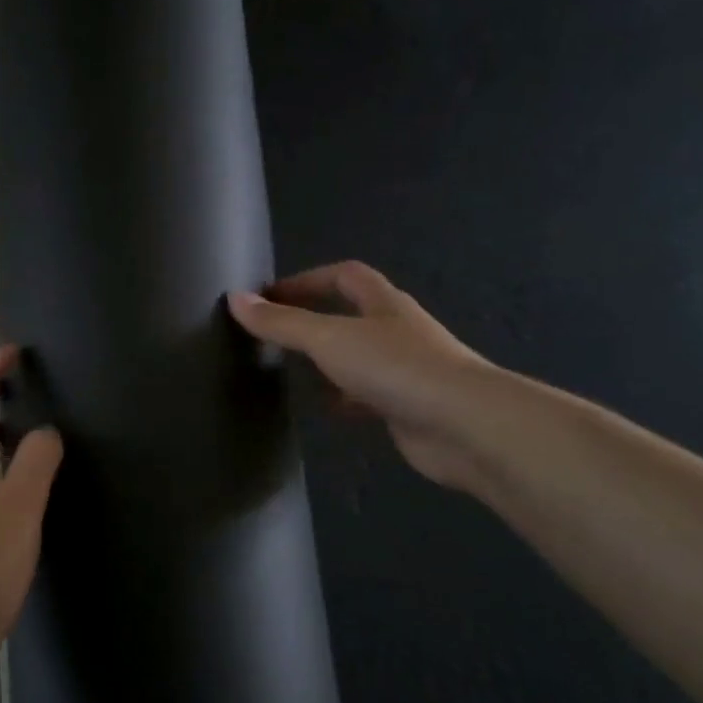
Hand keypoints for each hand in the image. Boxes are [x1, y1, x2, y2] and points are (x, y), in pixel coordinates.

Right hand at [228, 262, 499, 488]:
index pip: (345, 276)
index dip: (308, 279)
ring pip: (360, 357)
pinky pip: (369, 396)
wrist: (466, 426)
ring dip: (330, 362)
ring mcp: (407, 371)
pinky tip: (325, 411)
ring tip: (291, 373)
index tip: (271, 295)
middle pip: (353, 315)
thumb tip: (236, 299)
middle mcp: (398, 331)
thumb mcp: (329, 339)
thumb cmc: (396, 368)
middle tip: (276, 335)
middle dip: (316, 320)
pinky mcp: (409, 407)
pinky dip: (345, 399)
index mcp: (384, 304)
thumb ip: (282, 322)